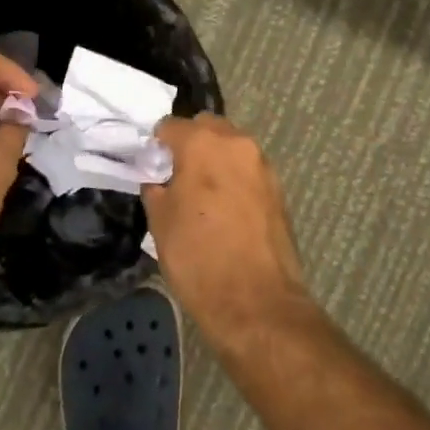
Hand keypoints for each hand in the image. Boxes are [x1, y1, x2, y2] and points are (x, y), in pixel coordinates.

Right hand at [143, 115, 309, 335]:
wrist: (256, 303)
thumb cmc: (198, 257)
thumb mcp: (159, 222)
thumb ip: (156, 188)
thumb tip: (159, 179)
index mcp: (203, 143)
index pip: (170, 126)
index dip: (156, 145)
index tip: (150, 166)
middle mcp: (237, 144)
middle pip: (207, 128)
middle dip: (190, 144)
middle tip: (175, 176)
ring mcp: (263, 166)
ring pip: (231, 149)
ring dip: (214, 161)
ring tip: (201, 196)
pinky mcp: (279, 190)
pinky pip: (247, 172)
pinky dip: (233, 180)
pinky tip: (224, 211)